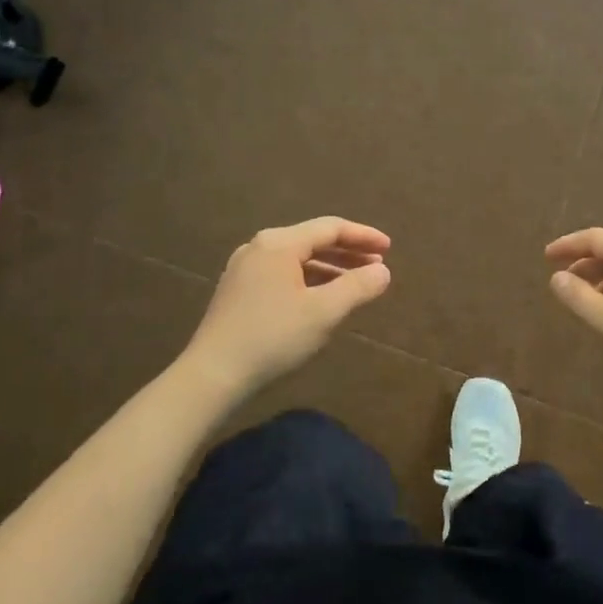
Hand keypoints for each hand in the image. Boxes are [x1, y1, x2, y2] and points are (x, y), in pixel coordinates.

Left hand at [183, 217, 391, 394]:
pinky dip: (308, 280)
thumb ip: (357, 287)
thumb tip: (382, 271)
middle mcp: (259, 247)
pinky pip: (282, 274)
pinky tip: (321, 299)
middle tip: (377, 265)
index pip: (330, 227)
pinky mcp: (238, 291)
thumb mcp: (323, 312)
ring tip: (355, 284)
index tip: (389, 248)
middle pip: (312, 240)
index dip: (363, 235)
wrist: (212, 375)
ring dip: (329, 268)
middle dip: (347, 252)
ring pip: (297, 259)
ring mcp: (244, 268)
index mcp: (279, 243)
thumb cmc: (273, 338)